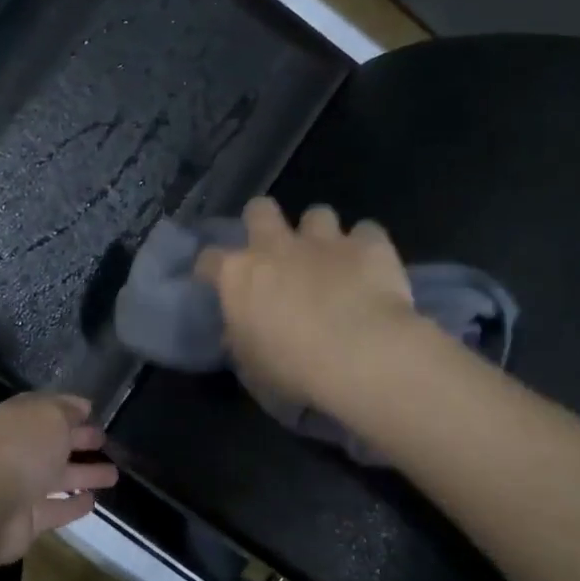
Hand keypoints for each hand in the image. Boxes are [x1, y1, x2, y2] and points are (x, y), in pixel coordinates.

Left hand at [0, 393, 117, 561]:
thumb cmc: (24, 450)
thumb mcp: (50, 416)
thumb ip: (67, 410)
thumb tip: (81, 407)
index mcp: (15, 420)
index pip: (44, 408)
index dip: (68, 407)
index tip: (92, 410)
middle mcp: (16, 450)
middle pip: (52, 442)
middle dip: (79, 439)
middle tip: (105, 440)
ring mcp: (21, 486)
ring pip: (58, 476)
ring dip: (85, 474)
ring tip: (114, 474)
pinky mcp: (29, 518)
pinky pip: (56, 508)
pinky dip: (73, 505)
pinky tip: (94, 501)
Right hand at [197, 198, 416, 410]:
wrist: (361, 357)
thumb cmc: (293, 371)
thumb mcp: (251, 368)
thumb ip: (240, 342)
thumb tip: (237, 333)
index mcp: (238, 276)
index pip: (209, 259)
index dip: (211, 269)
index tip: (216, 282)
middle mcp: (276, 247)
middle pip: (259, 210)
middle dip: (263, 222)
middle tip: (274, 250)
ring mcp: (324, 240)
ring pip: (317, 214)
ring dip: (319, 233)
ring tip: (329, 258)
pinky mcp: (369, 245)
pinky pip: (366, 232)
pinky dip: (366, 246)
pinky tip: (370, 266)